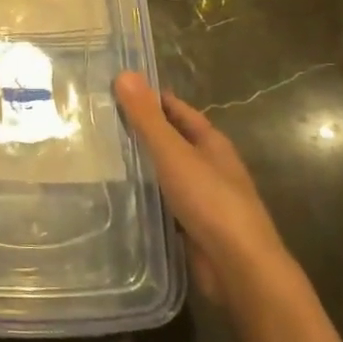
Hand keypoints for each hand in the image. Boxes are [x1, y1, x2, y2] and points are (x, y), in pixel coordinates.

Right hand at [113, 72, 287, 310]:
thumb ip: (148, 117)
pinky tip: (120, 197)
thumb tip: (124, 73)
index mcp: (211, 143)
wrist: (241, 268)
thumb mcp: (173, 153)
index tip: (118, 92)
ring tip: (102, 158)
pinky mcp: (194, 228)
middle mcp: (210, 167)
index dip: (151, 99)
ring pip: (167, 174)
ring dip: (143, 167)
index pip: (178, 110)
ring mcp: (204, 200)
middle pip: (173, 141)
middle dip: (143, 132)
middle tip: (101, 123)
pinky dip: (146, 197)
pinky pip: (165, 204)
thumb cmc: (210, 201)